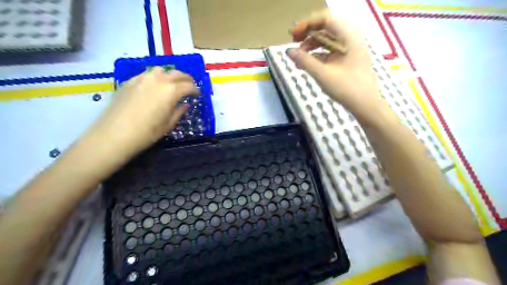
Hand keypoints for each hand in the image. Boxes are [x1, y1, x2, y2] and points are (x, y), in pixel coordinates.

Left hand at [87, 67, 197, 155]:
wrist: (114, 134)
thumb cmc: (147, 133)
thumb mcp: (168, 124)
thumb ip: (179, 111)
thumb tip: (185, 104)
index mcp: (171, 91)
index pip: (189, 86)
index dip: (196, 90)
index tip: (198, 95)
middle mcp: (158, 79)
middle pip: (177, 74)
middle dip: (186, 79)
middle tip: (189, 86)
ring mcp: (142, 78)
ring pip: (161, 70)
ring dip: (170, 75)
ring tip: (172, 84)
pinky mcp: (130, 81)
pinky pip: (146, 74)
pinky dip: (155, 77)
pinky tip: (154, 86)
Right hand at [287, 16, 386, 122]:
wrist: (365, 105)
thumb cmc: (345, 88)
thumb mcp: (322, 74)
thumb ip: (305, 60)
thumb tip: (288, 51)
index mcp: (348, 38)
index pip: (326, 20)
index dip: (307, 24)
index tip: (293, 35)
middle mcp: (349, 40)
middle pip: (326, 30)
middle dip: (308, 36)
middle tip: (294, 45)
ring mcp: (349, 51)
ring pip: (327, 42)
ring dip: (311, 48)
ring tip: (298, 60)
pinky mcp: (346, 61)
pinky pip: (329, 53)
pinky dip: (317, 57)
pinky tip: (307, 66)